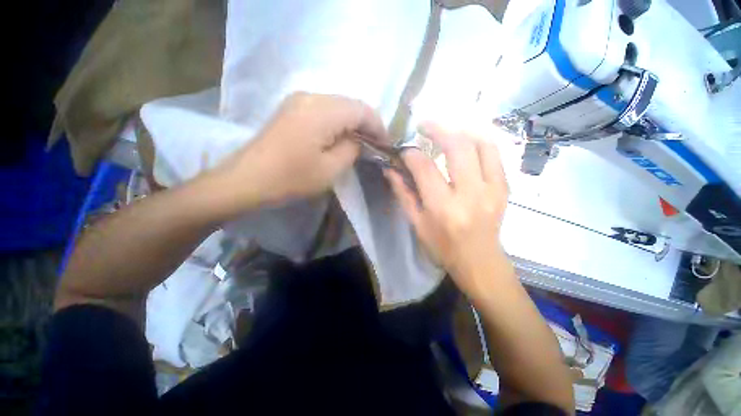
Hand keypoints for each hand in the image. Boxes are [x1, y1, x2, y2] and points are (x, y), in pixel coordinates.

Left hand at [213, 92, 386, 208]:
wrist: (247, 179)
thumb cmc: (291, 177)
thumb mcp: (331, 169)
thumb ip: (352, 149)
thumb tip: (359, 140)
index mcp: (323, 110)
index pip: (363, 110)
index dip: (379, 127)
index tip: (386, 144)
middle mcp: (312, 96)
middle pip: (351, 104)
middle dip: (367, 124)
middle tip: (375, 144)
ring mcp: (299, 100)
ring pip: (339, 106)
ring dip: (353, 123)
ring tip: (361, 142)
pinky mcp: (292, 108)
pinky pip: (325, 110)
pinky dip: (339, 122)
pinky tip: (341, 137)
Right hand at [385, 122, 508, 296]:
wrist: (479, 261)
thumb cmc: (442, 247)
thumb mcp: (416, 224)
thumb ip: (403, 194)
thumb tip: (390, 170)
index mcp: (443, 208)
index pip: (424, 168)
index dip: (411, 154)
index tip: (404, 151)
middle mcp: (469, 194)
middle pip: (457, 147)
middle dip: (438, 129)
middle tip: (424, 125)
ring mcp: (492, 189)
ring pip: (480, 144)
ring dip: (461, 131)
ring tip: (446, 130)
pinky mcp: (504, 187)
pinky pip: (494, 154)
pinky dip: (479, 141)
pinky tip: (466, 141)